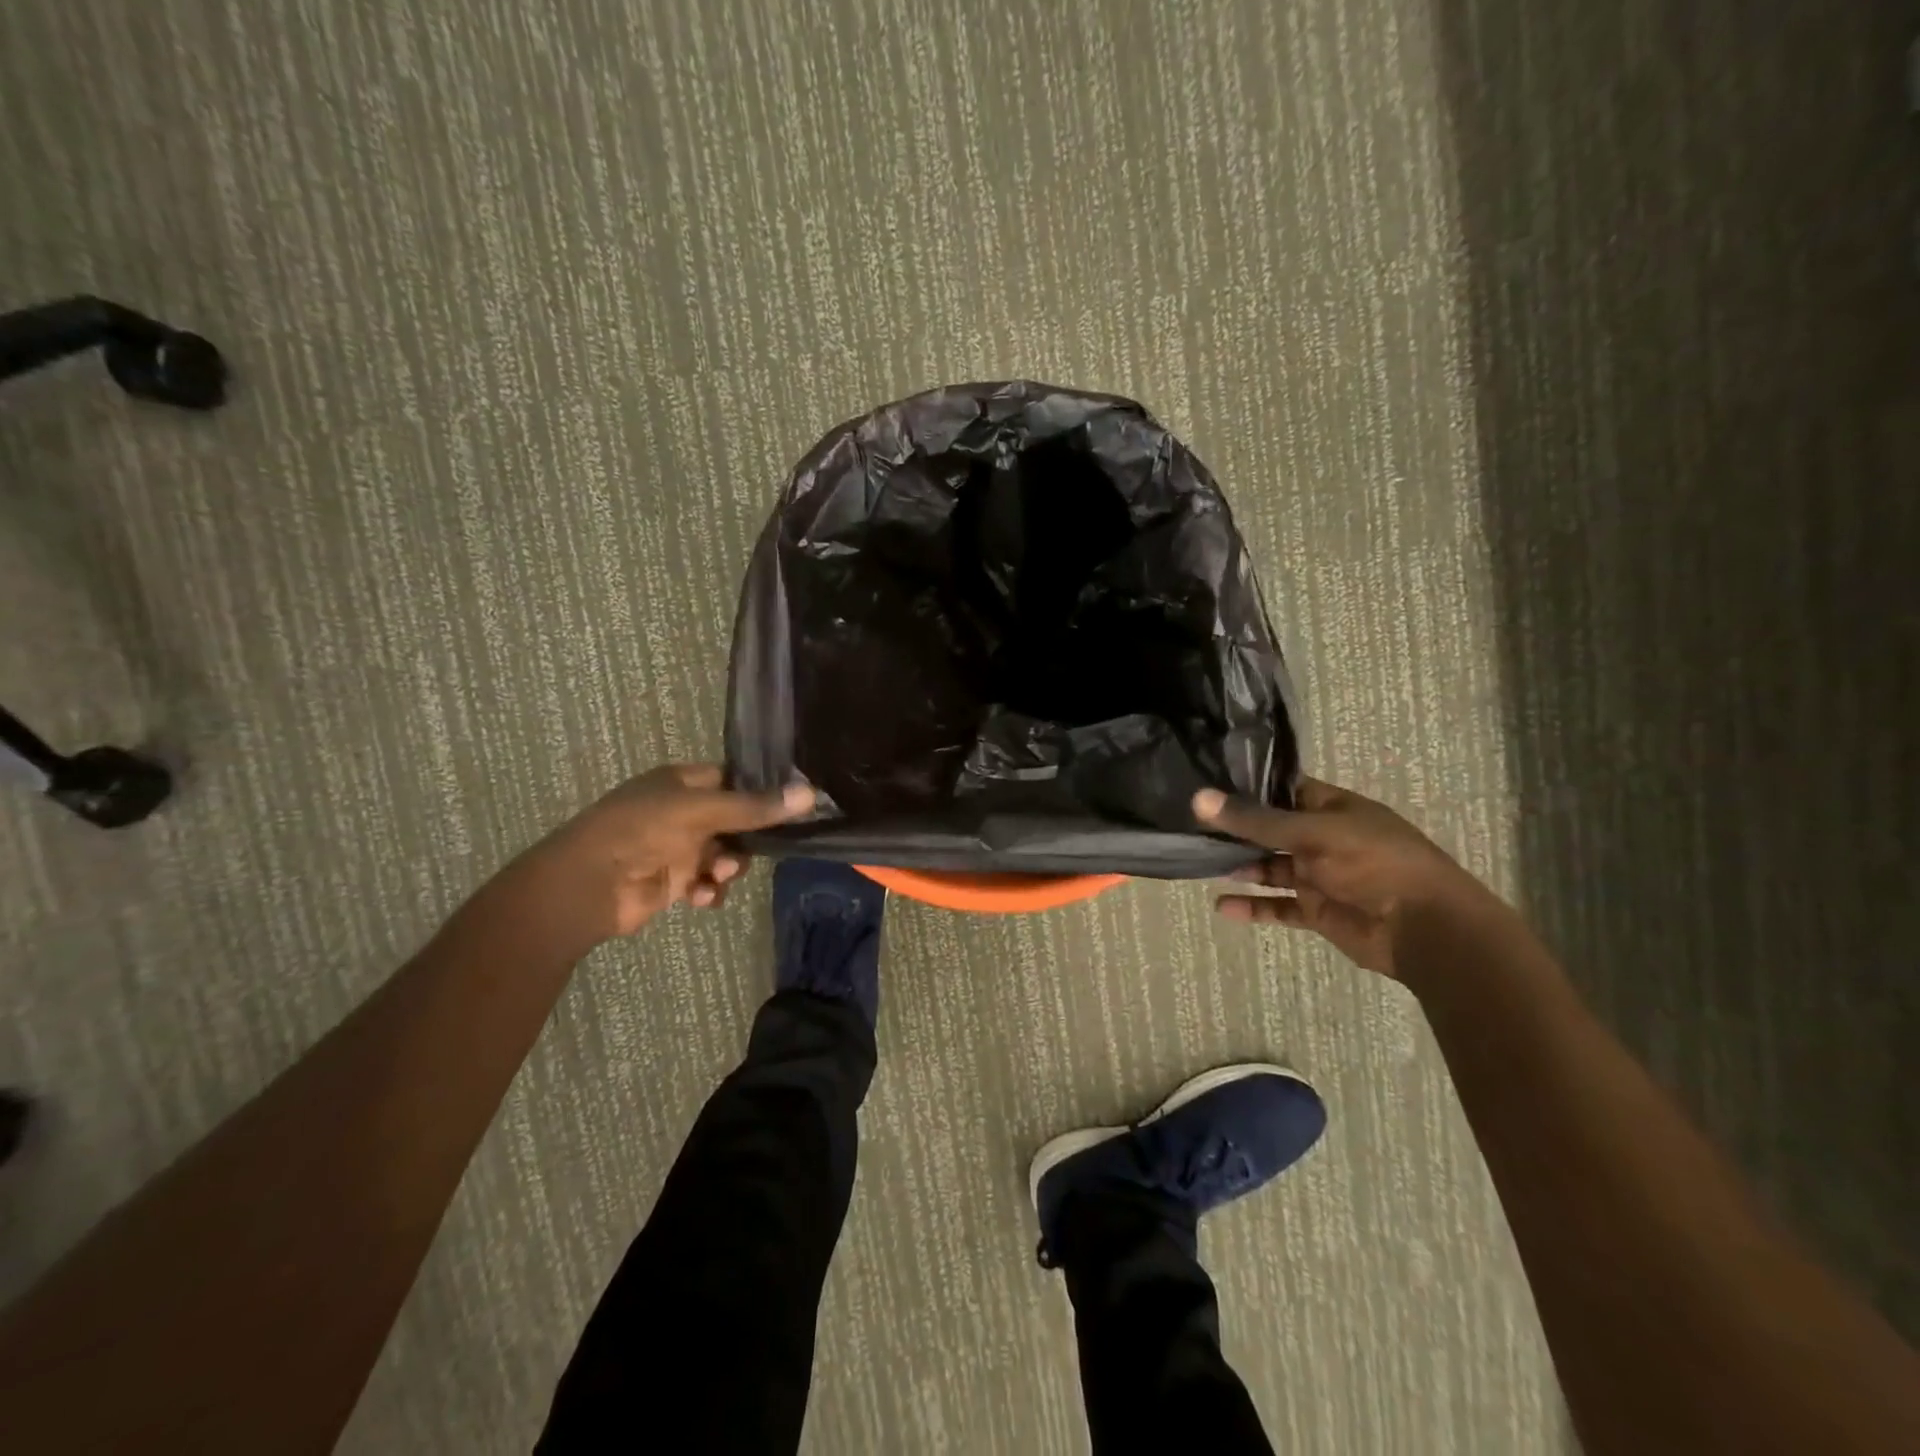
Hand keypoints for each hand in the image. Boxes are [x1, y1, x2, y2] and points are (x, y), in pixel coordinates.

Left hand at [526, 765, 812, 944]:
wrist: (587, 886)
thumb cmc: (641, 830)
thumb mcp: (701, 811)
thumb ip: (754, 807)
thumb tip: (811, 794)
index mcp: (681, 782)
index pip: (733, 779)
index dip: (760, 791)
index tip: (794, 804)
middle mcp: (681, 810)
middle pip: (735, 820)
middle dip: (747, 838)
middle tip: (754, 849)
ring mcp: (676, 846)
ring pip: (724, 854)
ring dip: (727, 867)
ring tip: (716, 875)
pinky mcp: (672, 880)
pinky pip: (706, 882)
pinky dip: (709, 889)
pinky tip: (702, 897)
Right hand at [1193, 776, 1490, 976]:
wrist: (1426, 928)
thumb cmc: (1375, 862)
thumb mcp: (1314, 832)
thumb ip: (1255, 820)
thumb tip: (1198, 798)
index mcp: (1330, 808)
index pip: (1282, 789)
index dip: (1247, 786)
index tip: (1204, 782)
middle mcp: (1321, 838)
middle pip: (1269, 830)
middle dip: (1234, 829)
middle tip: (1188, 824)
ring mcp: (1318, 876)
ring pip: (1269, 867)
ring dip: (1239, 866)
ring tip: (1198, 861)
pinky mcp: (1316, 911)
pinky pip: (1277, 906)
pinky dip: (1252, 907)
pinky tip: (1222, 906)